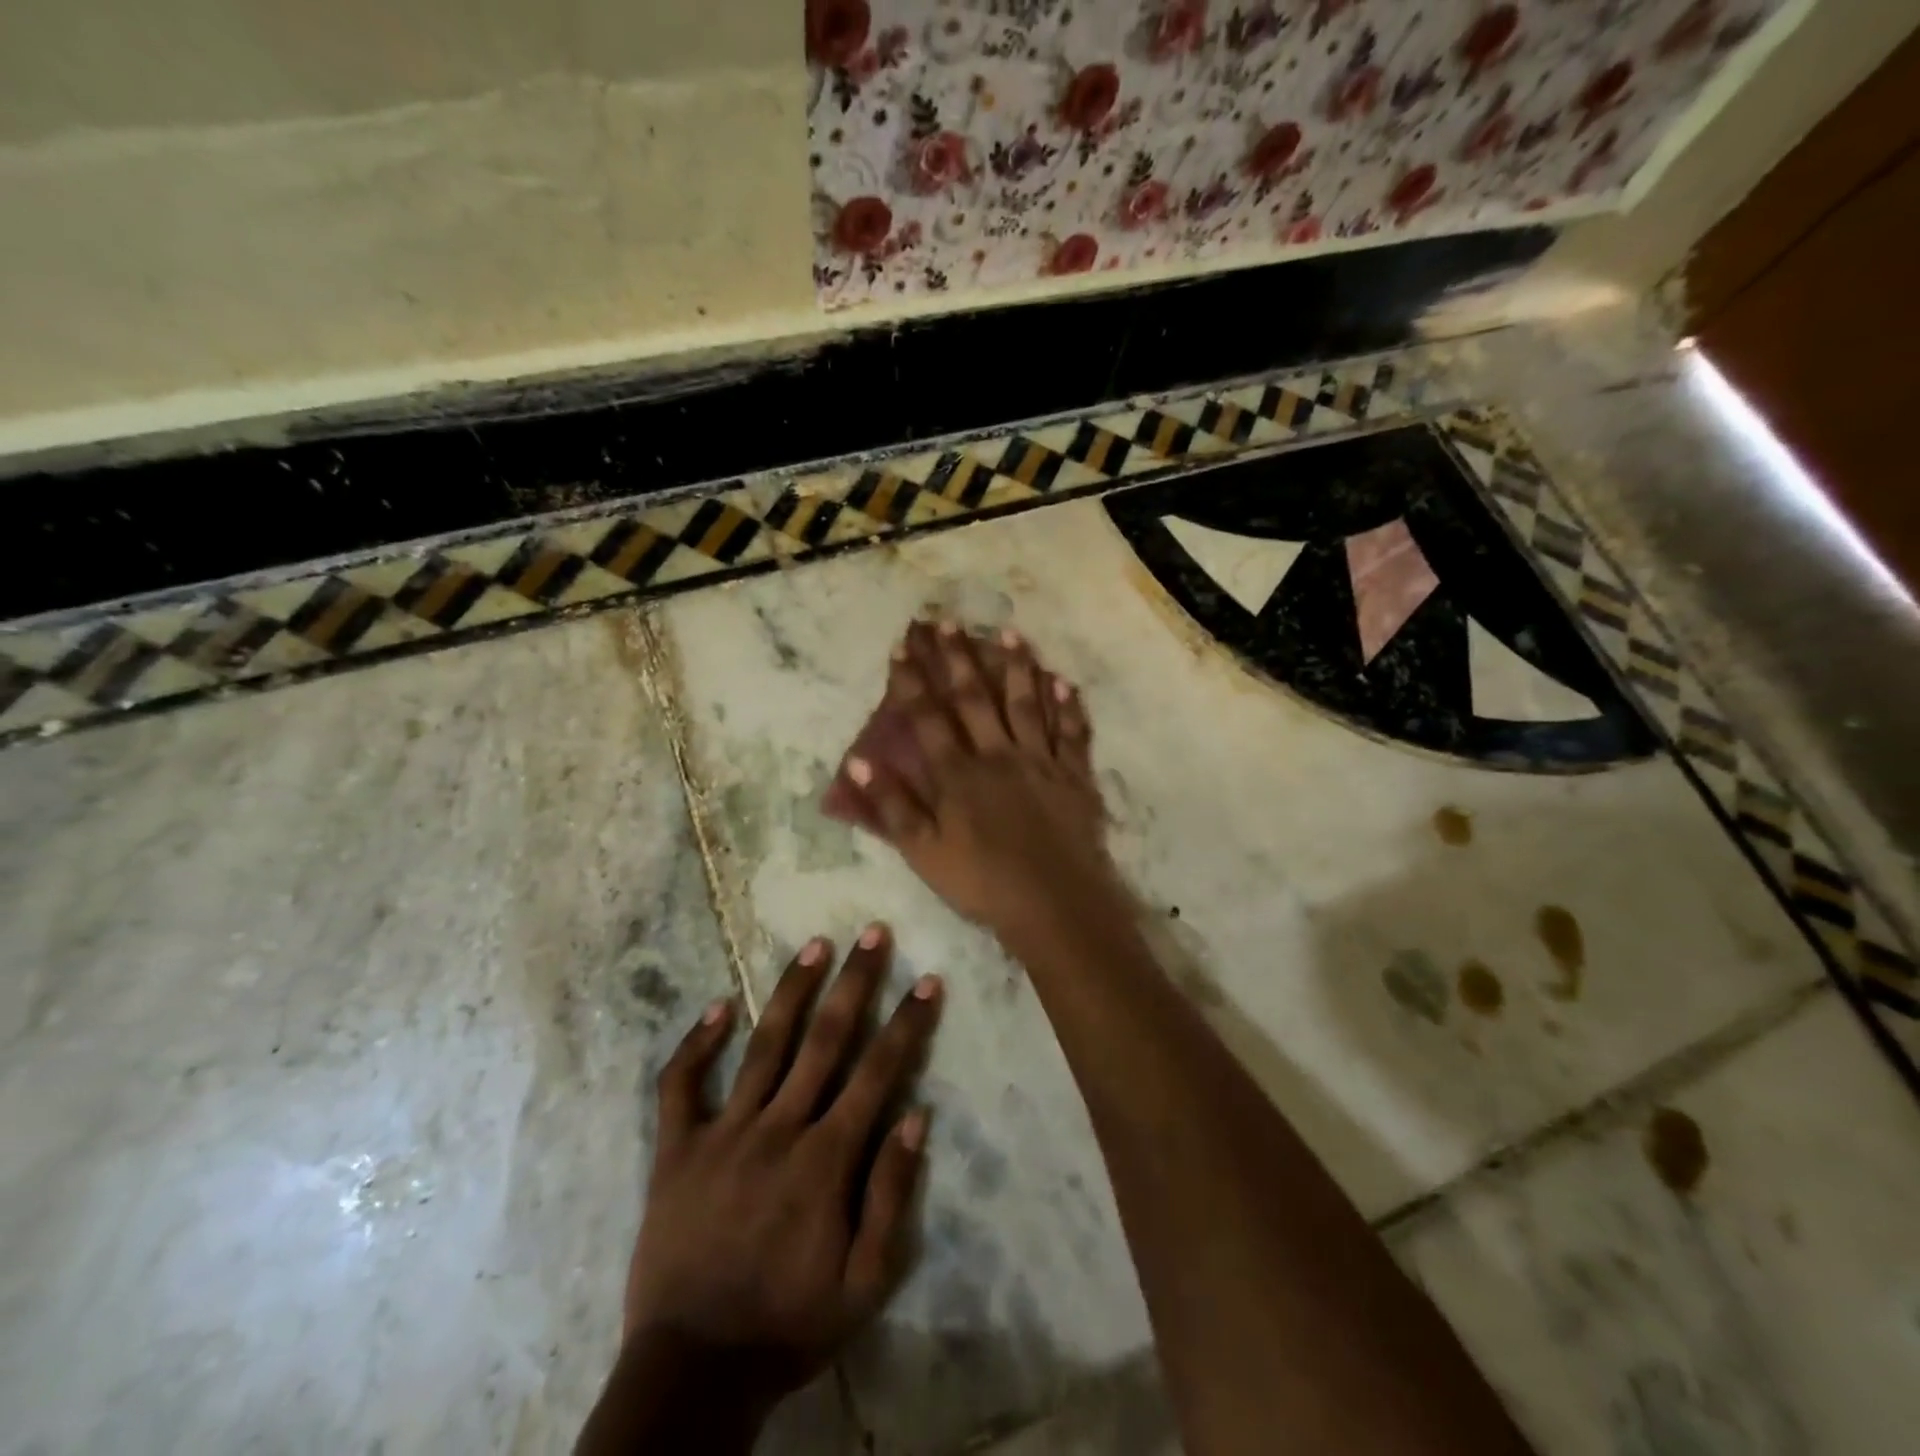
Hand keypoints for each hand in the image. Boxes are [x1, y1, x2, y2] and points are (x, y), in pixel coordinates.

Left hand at [594, 928, 941, 1447]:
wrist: (692, 1371)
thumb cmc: (788, 1324)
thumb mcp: (864, 1283)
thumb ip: (890, 1196)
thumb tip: (915, 1116)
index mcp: (826, 1160)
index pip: (878, 1072)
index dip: (906, 1022)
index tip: (927, 979)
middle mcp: (778, 1129)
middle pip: (825, 1040)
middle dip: (855, 983)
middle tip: (872, 933)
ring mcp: (723, 1134)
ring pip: (764, 1046)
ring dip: (792, 991)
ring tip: (815, 946)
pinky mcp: (676, 1150)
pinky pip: (680, 1086)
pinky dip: (697, 1043)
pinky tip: (718, 1005)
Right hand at [847, 620, 1121, 939]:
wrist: (1054, 904)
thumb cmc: (982, 883)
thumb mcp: (923, 852)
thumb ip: (892, 806)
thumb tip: (859, 762)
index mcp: (958, 774)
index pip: (929, 718)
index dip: (913, 681)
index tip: (903, 647)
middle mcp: (998, 755)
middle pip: (975, 698)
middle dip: (958, 658)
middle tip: (948, 621)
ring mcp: (1041, 762)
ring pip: (1027, 704)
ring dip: (1017, 667)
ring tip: (1010, 632)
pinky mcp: (1074, 777)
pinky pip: (1072, 734)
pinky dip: (1068, 707)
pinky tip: (1063, 683)